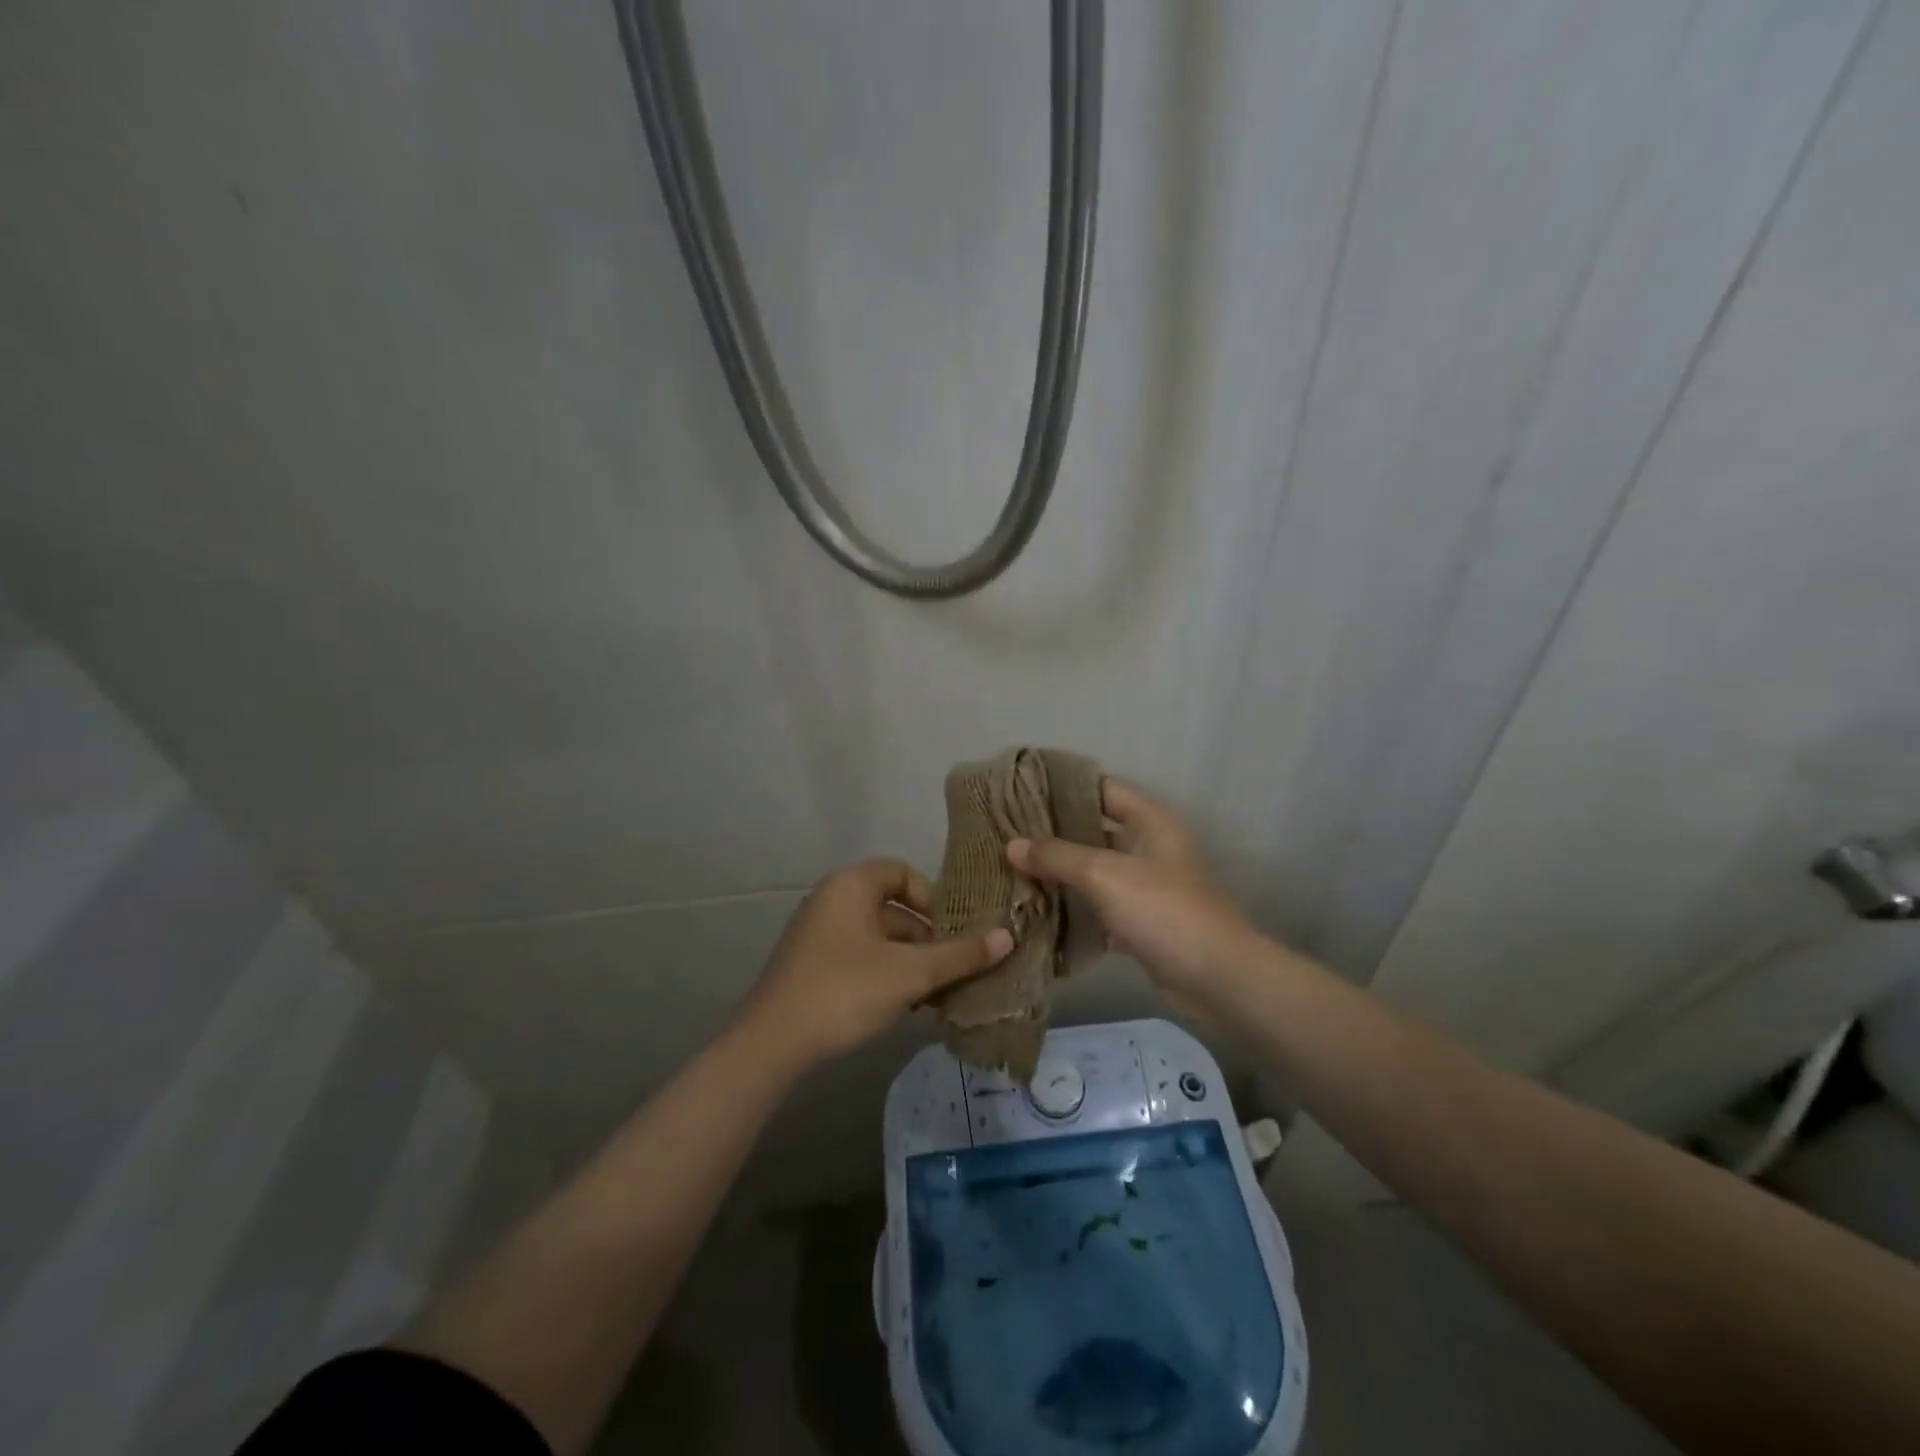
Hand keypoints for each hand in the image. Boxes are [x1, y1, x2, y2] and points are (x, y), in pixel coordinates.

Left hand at [735, 858, 1012, 1072]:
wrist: (771, 1044)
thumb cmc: (844, 991)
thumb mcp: (909, 973)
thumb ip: (959, 954)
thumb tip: (1008, 936)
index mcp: (851, 885)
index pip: (902, 873)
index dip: (933, 897)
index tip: (954, 930)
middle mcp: (832, 900)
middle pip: (893, 908)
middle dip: (928, 938)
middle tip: (956, 967)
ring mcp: (819, 934)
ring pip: (879, 938)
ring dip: (910, 961)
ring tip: (938, 993)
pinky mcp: (812, 966)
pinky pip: (860, 958)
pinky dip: (886, 974)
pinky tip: (907, 1007)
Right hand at [1007, 778, 1260, 1003]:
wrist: (1218, 979)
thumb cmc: (1164, 911)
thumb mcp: (1105, 875)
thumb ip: (1057, 856)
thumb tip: (1012, 845)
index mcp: (1152, 821)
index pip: (1103, 787)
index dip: (1065, 786)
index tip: (1023, 790)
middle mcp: (1152, 846)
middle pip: (1097, 828)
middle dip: (1056, 832)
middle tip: (1010, 833)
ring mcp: (1150, 886)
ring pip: (1098, 869)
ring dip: (1064, 871)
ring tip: (1016, 868)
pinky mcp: (1145, 921)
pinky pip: (1103, 906)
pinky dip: (1078, 908)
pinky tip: (1042, 911)